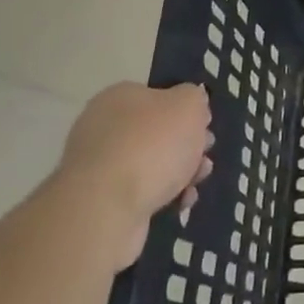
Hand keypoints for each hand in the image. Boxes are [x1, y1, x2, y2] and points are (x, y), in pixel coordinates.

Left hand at [51, 82, 213, 271]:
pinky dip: (163, 196)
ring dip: (180, 172)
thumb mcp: (189, 105)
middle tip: (205, 155)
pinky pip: (140, 192)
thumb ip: (194, 98)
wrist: (107, 207)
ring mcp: (98, 166)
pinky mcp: (100, 201)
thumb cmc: (152, 144)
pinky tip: (180, 202)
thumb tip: (189, 106)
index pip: (157, 96)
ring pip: (151, 164)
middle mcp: (102, 127)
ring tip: (197, 182)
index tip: (205, 126)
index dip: (186, 110)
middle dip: (186, 145)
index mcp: (119, 97)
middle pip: (156, 132)